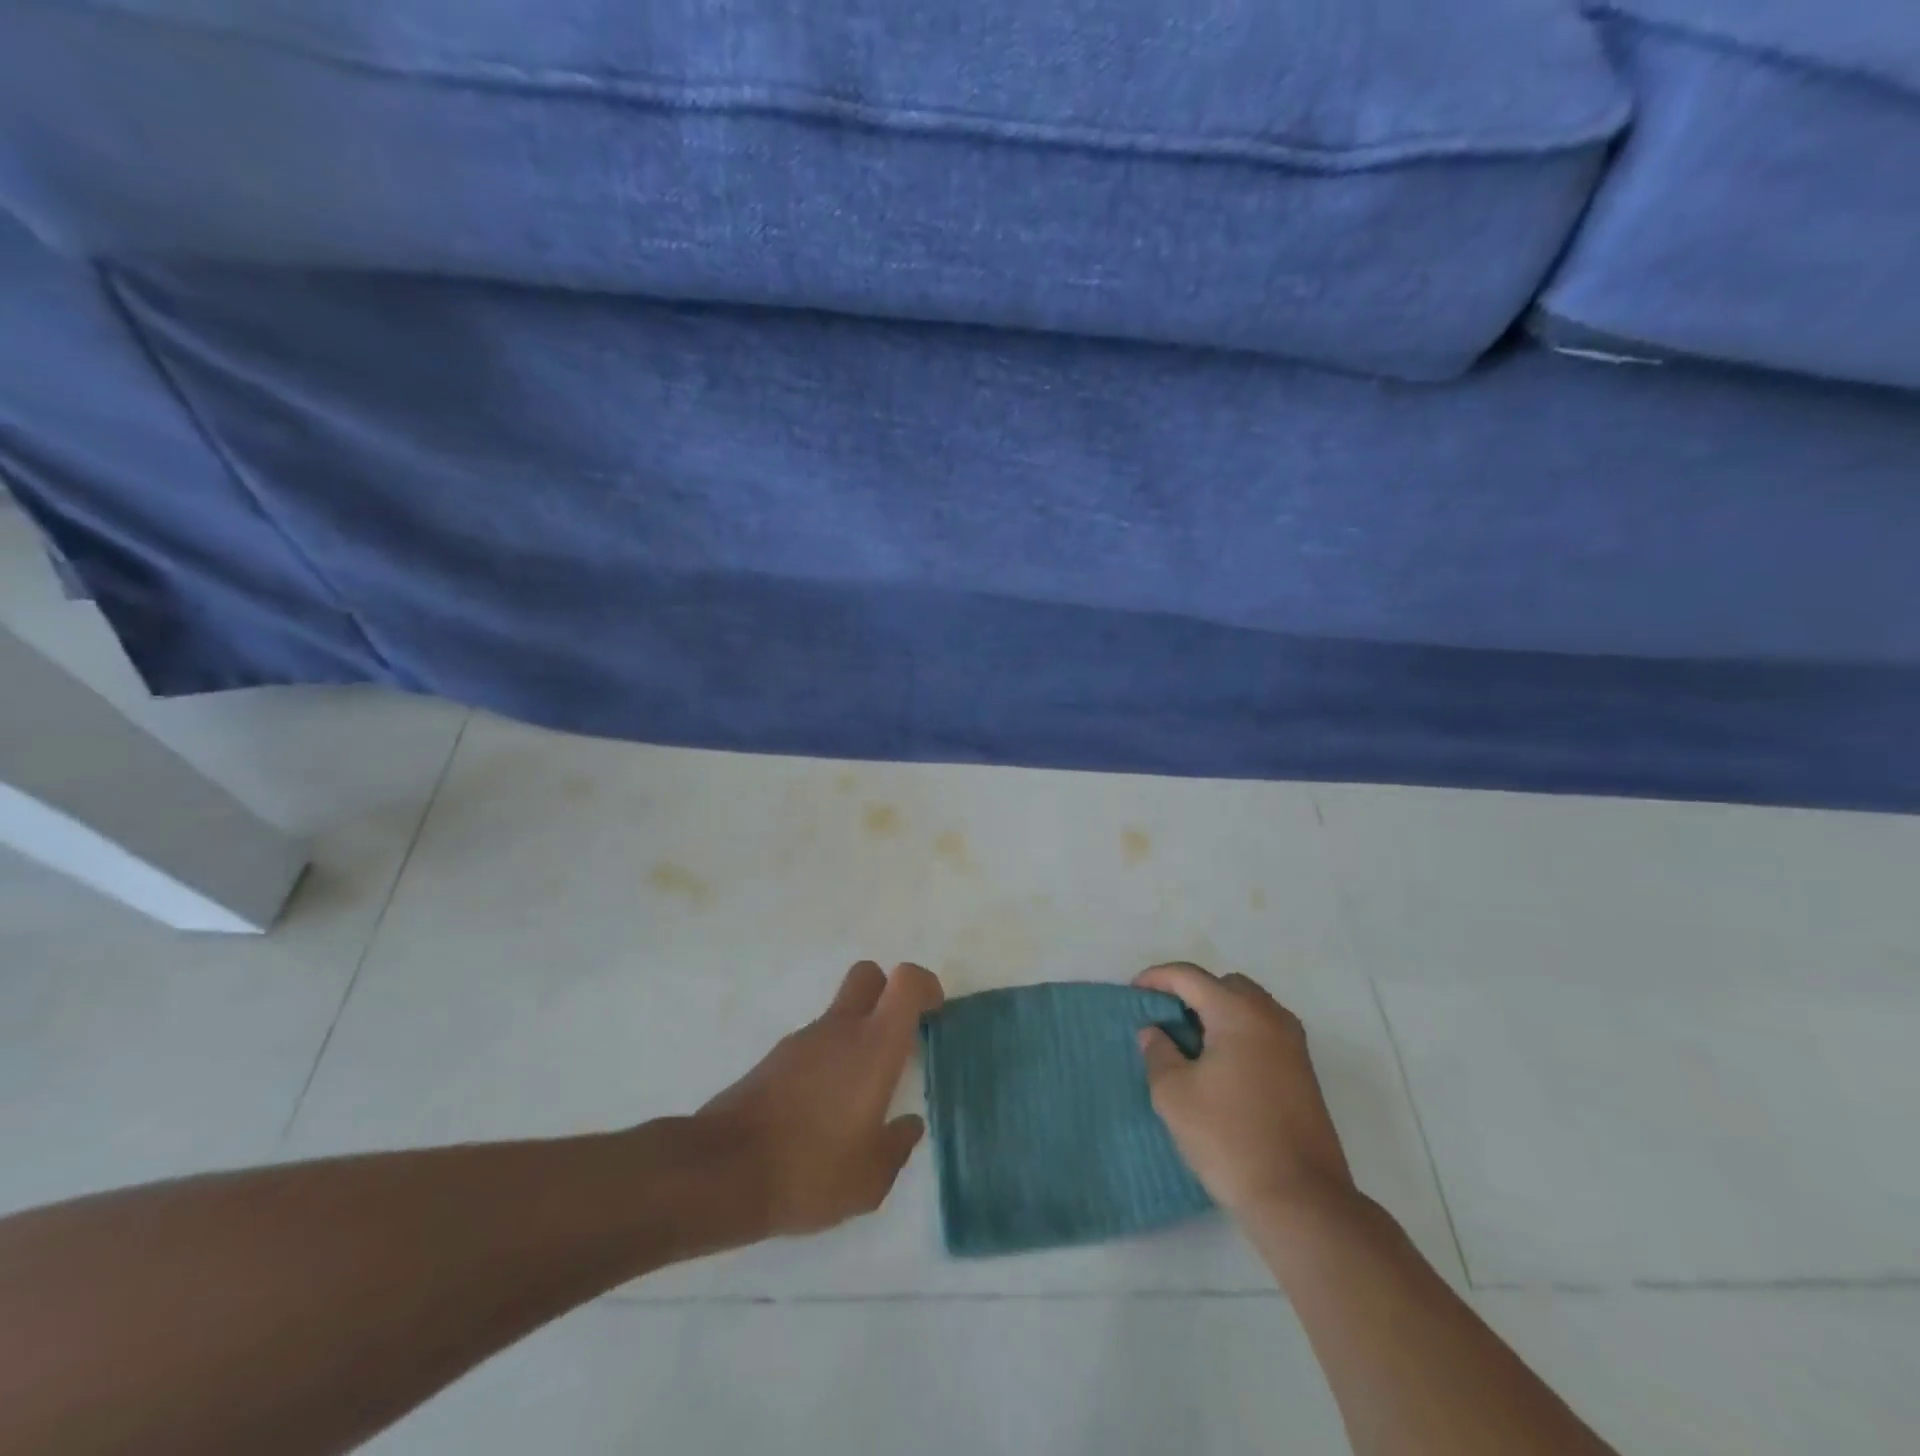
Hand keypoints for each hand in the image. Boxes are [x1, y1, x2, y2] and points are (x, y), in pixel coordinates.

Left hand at [699, 961, 942, 1237]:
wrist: (722, 1173)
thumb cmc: (810, 1170)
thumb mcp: (869, 1180)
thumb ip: (897, 1147)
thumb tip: (909, 1126)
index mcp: (874, 1045)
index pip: (906, 981)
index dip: (925, 986)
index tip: (933, 1015)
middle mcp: (840, 1029)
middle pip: (869, 976)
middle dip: (888, 993)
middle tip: (898, 1039)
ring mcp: (803, 1041)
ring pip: (840, 1013)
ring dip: (856, 1036)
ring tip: (858, 1099)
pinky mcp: (775, 1059)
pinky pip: (815, 1044)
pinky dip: (828, 1062)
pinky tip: (822, 1113)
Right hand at [1134, 962, 1355, 1221]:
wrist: (1301, 1200)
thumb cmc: (1229, 1138)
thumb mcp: (1174, 1095)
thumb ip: (1158, 1052)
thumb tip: (1155, 1032)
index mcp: (1238, 1013)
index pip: (1189, 976)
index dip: (1156, 978)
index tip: (1132, 993)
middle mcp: (1271, 1017)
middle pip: (1224, 984)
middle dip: (1191, 992)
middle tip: (1164, 1018)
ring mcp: (1293, 1044)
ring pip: (1248, 1007)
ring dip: (1217, 1013)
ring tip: (1189, 1043)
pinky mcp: (1303, 1072)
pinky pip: (1263, 1031)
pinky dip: (1237, 1033)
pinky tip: (1218, 1066)